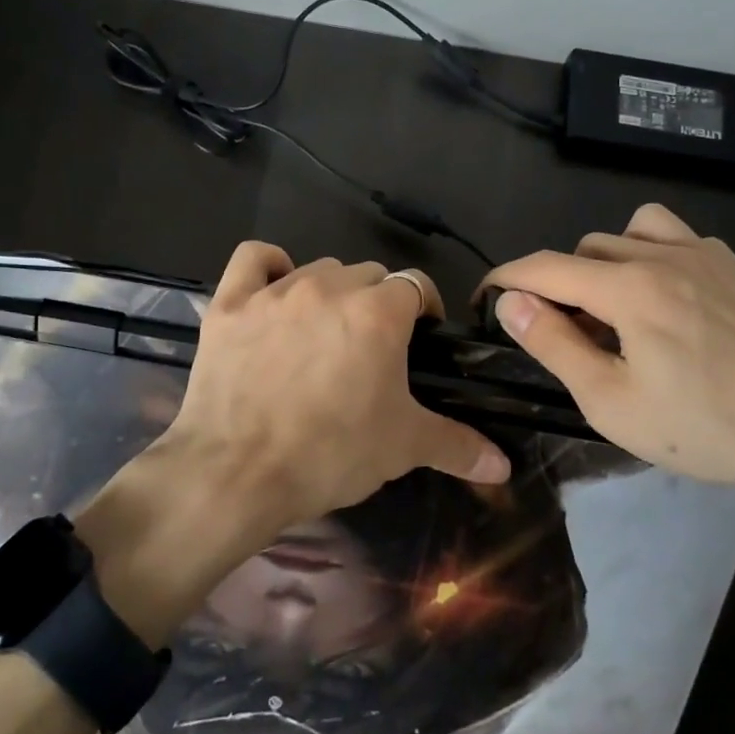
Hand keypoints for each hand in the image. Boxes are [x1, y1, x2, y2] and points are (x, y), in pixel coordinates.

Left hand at [168, 243, 510, 526]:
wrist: (237, 474)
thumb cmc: (330, 454)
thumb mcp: (402, 448)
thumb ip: (458, 446)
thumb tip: (504, 465)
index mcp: (378, 312)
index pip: (416, 285)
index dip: (424, 308)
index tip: (421, 336)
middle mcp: (329, 287)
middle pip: (367, 275)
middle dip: (377, 303)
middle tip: (371, 349)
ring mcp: (275, 292)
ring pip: (317, 269)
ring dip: (330, 293)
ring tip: (324, 333)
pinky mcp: (230, 304)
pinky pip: (254, 259)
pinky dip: (268, 267)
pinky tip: (274, 290)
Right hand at [481, 204, 734, 505]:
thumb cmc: (707, 427)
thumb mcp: (612, 403)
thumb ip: (554, 344)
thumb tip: (509, 302)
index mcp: (628, 288)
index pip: (544, 266)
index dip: (504, 279)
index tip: (483, 301)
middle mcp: (661, 255)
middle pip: (582, 250)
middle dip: (558, 285)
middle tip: (564, 337)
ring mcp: (703, 254)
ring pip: (625, 233)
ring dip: (601, 263)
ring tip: (612, 310)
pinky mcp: (733, 266)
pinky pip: (671, 236)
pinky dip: (647, 254)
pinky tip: (663, 299)